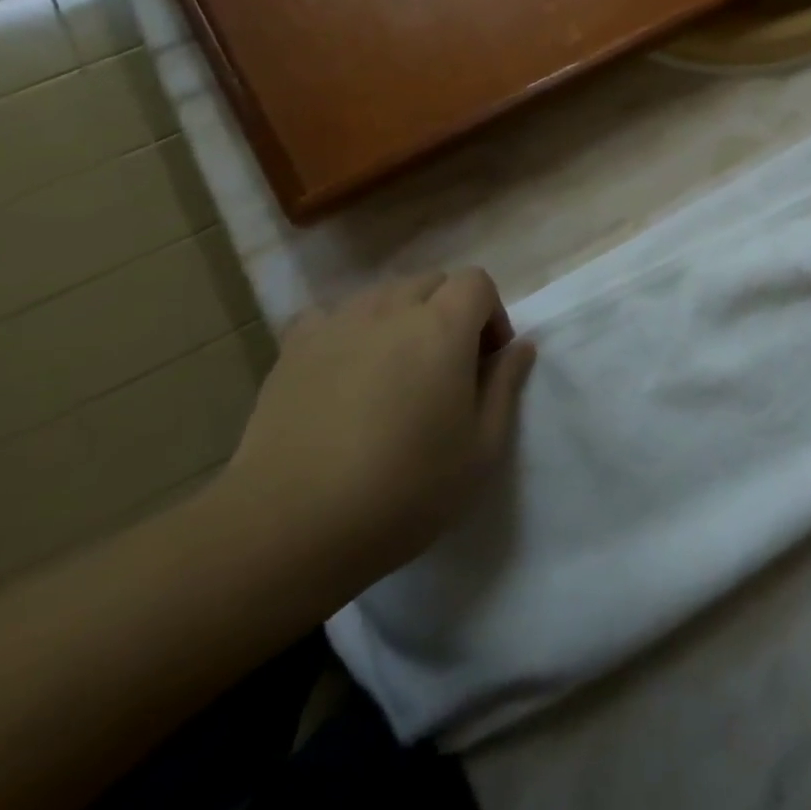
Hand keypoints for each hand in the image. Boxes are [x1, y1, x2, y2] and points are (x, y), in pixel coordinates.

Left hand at [210, 270, 534, 599]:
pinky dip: (348, 329)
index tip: (487, 360)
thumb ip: (506, 387)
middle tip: (446, 368)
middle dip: (449, 312)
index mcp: (442, 326)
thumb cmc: (403, 490)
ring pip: (382, 295)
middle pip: (431, 282)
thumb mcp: (480, 449)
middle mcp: (391, 309)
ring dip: (401, 318)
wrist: (290, 528)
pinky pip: (331, 315)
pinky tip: (344, 370)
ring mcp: (337, 324)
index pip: (476, 282)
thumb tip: (520, 346)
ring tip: (395, 371)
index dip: (490, 314)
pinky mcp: (294, 348)